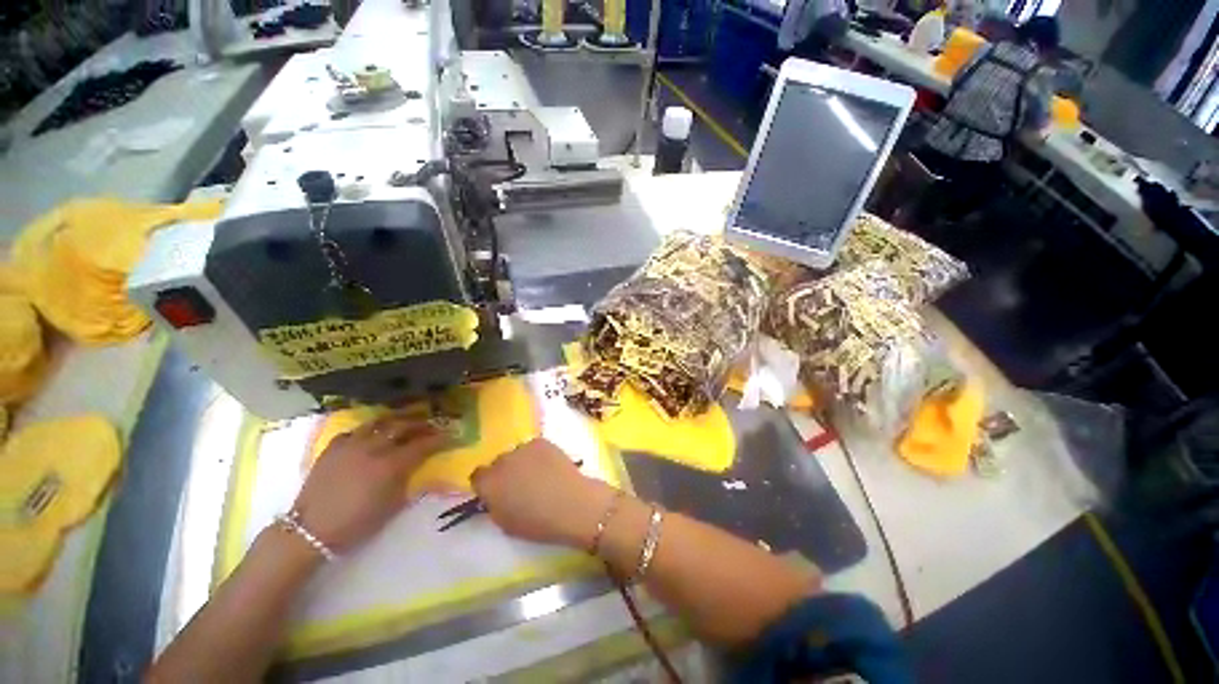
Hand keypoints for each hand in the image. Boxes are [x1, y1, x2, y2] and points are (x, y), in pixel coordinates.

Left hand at [294, 414, 446, 551]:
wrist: (310, 531)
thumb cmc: (357, 524)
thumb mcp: (393, 506)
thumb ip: (410, 481)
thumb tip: (421, 467)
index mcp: (391, 465)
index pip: (423, 444)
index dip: (440, 438)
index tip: (451, 435)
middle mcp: (373, 448)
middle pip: (403, 426)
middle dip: (422, 424)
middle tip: (432, 424)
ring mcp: (351, 445)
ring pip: (380, 422)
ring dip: (397, 419)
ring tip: (407, 419)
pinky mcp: (333, 447)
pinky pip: (355, 430)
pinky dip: (368, 428)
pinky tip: (373, 432)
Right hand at [471, 439, 617, 547]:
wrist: (572, 504)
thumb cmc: (538, 522)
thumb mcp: (505, 523)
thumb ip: (494, 504)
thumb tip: (495, 495)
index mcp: (488, 483)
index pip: (477, 476)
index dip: (487, 484)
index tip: (497, 492)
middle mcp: (502, 461)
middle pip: (498, 463)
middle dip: (505, 472)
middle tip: (520, 484)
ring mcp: (522, 448)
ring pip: (516, 454)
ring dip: (521, 462)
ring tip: (538, 475)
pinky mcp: (541, 441)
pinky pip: (533, 448)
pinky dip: (538, 455)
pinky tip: (549, 467)